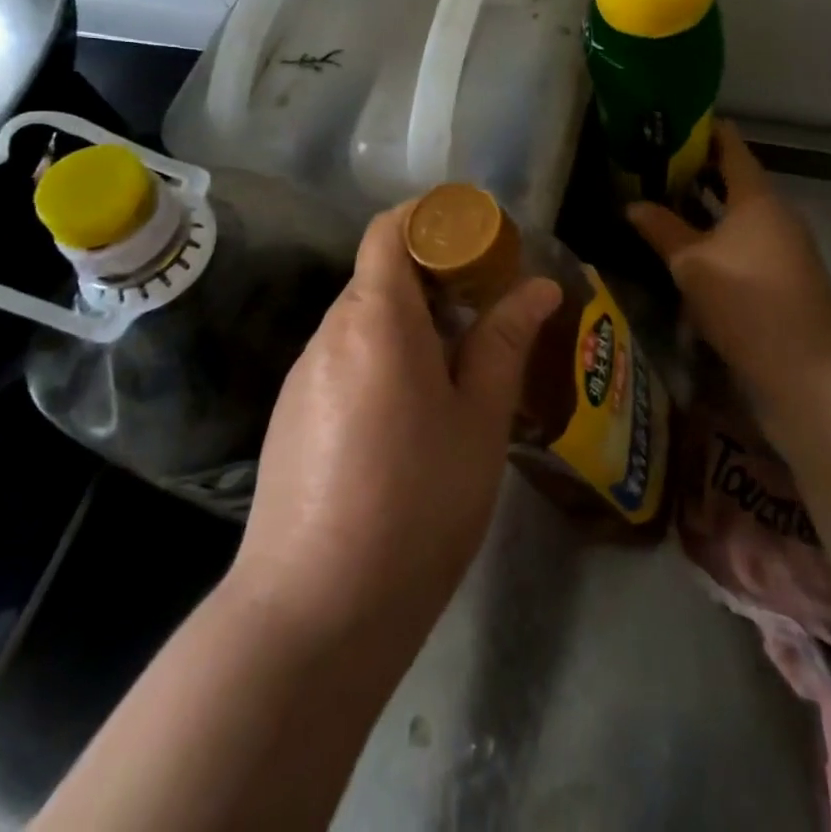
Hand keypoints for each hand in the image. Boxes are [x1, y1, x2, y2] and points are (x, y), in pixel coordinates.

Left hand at [230, 203, 561, 649]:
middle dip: (433, 275)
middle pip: (379, 274)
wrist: (312, 613)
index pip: (389, 229)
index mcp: (375, 319)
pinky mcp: (291, 415)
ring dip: (409, 321)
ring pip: (362, 320)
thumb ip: (505, 342)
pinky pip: (343, 359)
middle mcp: (328, 333)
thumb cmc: (416, 504)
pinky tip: (410, 413)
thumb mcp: (479, 420)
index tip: (478, 237)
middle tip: (486, 306)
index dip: (431, 218)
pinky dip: (381, 357)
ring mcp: (302, 375)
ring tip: (458, 364)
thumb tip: (539, 287)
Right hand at [628, 122, 830, 419]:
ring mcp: (790, 241)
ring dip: (712, 203)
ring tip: (672, 203)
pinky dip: (726, 229)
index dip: (703, 132)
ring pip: (745, 210)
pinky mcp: (791, 270)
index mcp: (757, 197)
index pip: (731, 146)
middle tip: (659, 167)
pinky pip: (753, 235)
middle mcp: (778, 210)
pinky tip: (700, 246)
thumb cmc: (742, 299)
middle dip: (700, 170)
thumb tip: (632, 204)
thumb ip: (661, 229)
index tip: (672, 126)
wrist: (803, 363)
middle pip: (738, 177)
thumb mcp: (690, 263)